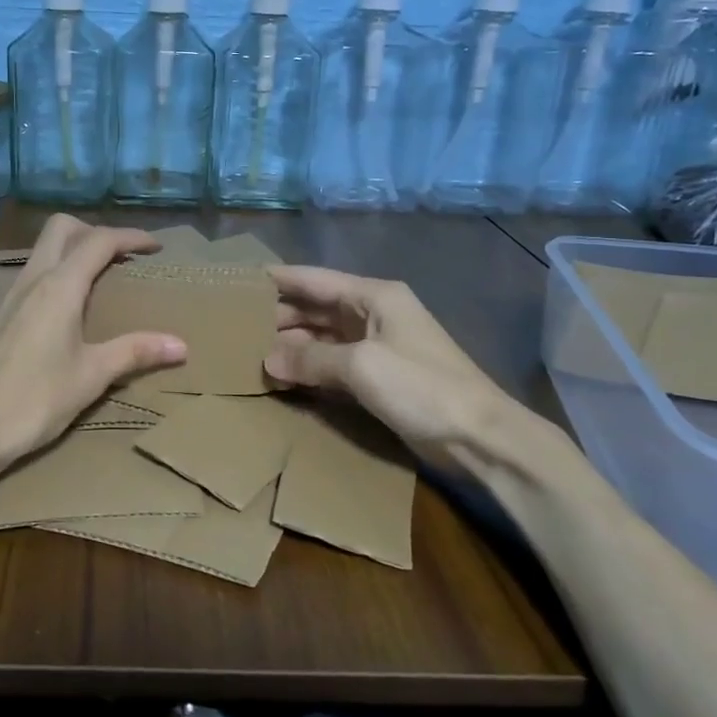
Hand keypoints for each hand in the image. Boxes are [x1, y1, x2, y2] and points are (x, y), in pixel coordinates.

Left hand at [0, 216, 186, 478]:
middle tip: (122, 257)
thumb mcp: (92, 376)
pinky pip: (33, 273)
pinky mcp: (0, 315)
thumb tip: (181, 345)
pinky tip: (68, 307)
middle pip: (62, 228)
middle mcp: (33, 280)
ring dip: (74, 249)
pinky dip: (57, 271)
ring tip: (101, 278)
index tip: (156, 246)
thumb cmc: (34, 399)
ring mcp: (12, 295)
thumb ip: (135, 353)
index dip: (131, 237)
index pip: (99, 242)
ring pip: (43, 249)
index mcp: (59, 287)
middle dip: (95, 231)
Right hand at [265, 266, 516, 466]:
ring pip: (322, 338)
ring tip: (251, 354)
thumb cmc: (421, 387)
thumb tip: (268, 360)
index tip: (241, 282)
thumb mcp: (361, 365)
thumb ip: (310, 359)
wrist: (480, 437)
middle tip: (237, 329)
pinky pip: (333, 366)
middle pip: (316, 308)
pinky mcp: (378, 379)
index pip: (315, 279)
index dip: (279, 280)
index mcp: (373, 296)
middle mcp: (372, 315)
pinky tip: (282, 378)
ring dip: (292, 346)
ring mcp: (376, 348)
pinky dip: (309, 369)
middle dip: (280, 317)